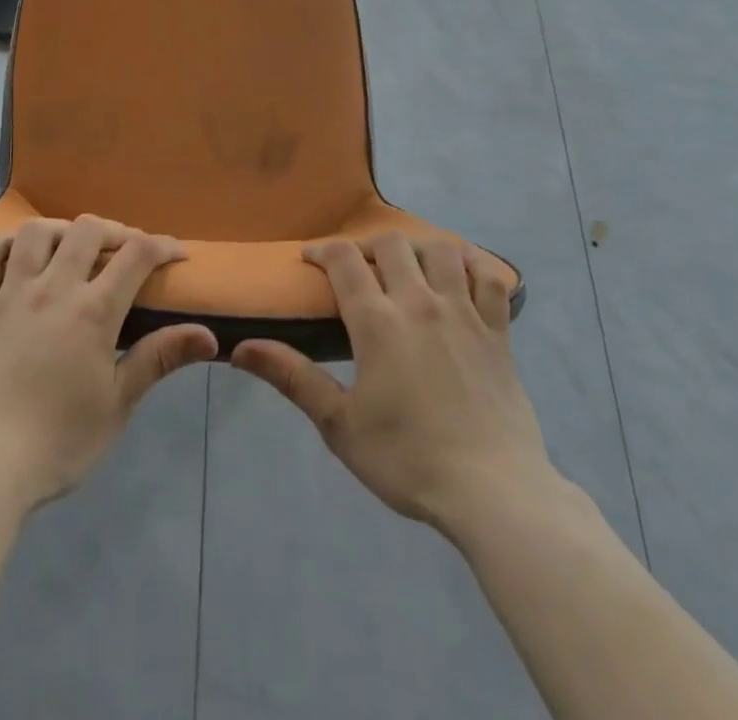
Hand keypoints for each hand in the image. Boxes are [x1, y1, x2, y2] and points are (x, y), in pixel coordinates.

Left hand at [0, 216, 218, 509]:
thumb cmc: (58, 442)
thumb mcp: (117, 404)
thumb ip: (158, 359)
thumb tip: (209, 335)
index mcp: (92, 311)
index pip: (136, 256)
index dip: (162, 246)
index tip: (176, 254)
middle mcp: (51, 289)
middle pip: (87, 231)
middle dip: (114, 231)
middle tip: (125, 251)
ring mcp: (9, 295)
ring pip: (35, 233)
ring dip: (61, 230)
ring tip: (72, 248)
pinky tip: (13, 255)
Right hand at [232, 232, 552, 537]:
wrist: (493, 494)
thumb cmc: (408, 460)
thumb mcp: (339, 425)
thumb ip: (292, 378)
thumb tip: (239, 348)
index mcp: (377, 322)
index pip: (344, 260)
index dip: (322, 250)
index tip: (310, 259)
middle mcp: (419, 303)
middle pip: (391, 244)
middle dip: (367, 246)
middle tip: (357, 268)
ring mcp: (464, 313)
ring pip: (441, 250)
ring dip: (418, 248)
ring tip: (407, 267)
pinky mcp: (498, 331)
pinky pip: (490, 277)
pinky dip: (475, 264)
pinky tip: (462, 271)